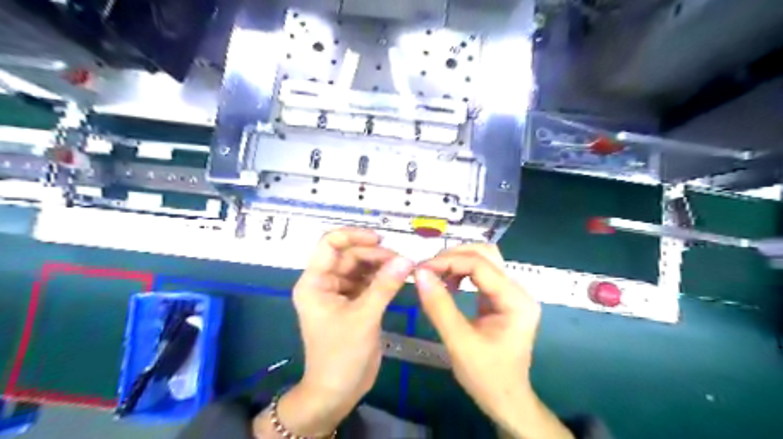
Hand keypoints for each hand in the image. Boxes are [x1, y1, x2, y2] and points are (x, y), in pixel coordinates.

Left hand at [263, 228, 412, 437]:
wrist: (337, 392)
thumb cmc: (341, 355)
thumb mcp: (363, 317)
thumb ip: (385, 286)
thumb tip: (407, 259)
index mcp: (315, 282)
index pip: (330, 244)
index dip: (354, 236)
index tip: (380, 239)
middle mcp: (325, 282)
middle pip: (349, 255)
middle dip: (374, 254)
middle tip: (402, 260)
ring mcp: (340, 293)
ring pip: (361, 267)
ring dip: (381, 265)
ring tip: (404, 268)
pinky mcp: (354, 303)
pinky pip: (368, 282)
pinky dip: (383, 278)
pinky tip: (399, 278)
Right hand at [415, 246, 570, 436]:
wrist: (506, 400)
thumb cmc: (486, 377)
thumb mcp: (458, 343)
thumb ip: (439, 306)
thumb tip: (419, 273)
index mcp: (515, 300)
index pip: (480, 264)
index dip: (448, 261)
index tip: (420, 269)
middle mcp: (518, 290)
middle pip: (486, 254)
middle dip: (454, 256)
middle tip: (427, 270)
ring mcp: (512, 293)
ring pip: (484, 260)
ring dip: (458, 262)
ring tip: (436, 276)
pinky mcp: (503, 298)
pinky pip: (482, 274)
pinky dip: (462, 273)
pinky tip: (449, 285)